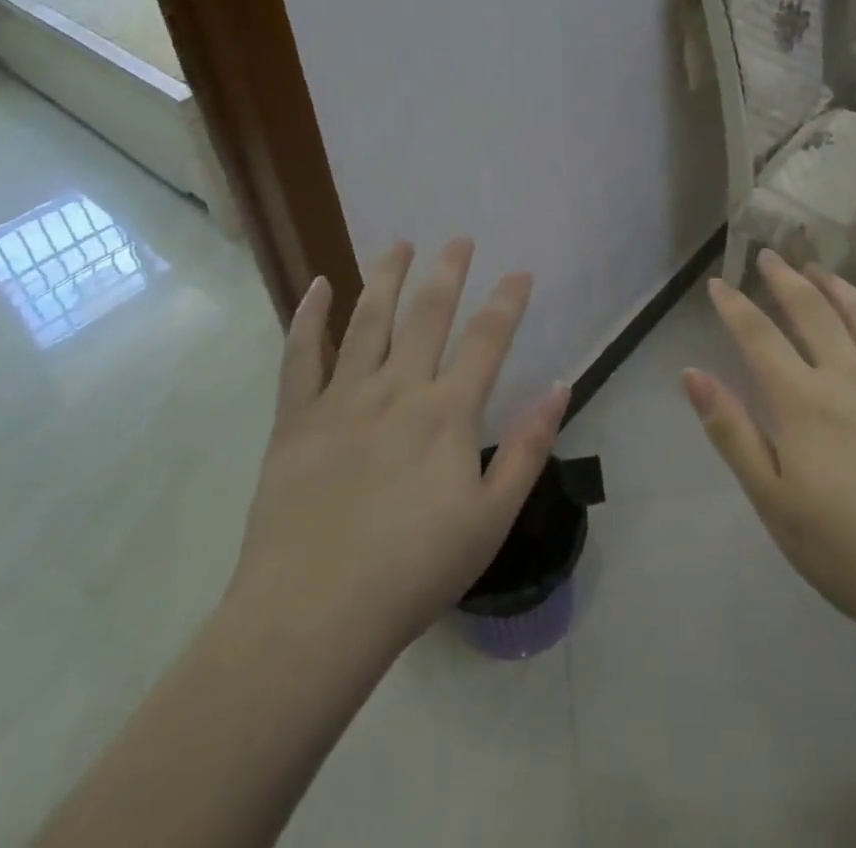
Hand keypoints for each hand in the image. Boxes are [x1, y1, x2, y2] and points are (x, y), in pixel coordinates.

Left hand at [229, 238, 568, 657]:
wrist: (313, 616)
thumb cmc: (413, 572)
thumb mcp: (491, 519)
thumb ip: (528, 448)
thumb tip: (558, 386)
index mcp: (447, 413)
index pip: (487, 340)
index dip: (507, 302)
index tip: (521, 272)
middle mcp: (397, 389)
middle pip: (427, 314)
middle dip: (448, 272)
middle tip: (459, 239)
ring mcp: (342, 398)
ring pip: (367, 319)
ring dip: (386, 276)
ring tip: (399, 243)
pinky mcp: (297, 418)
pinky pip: (301, 355)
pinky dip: (309, 317)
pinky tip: (318, 285)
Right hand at [684, 250, 855, 663]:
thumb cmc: (851, 554)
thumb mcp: (774, 502)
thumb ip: (731, 432)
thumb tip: (691, 374)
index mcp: (803, 402)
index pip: (758, 336)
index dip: (734, 306)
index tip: (717, 284)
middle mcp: (850, 376)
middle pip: (811, 310)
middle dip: (784, 278)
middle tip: (769, 255)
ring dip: (835, 285)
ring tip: (817, 268)